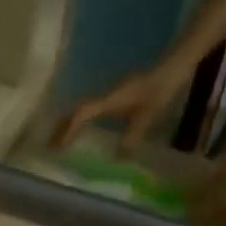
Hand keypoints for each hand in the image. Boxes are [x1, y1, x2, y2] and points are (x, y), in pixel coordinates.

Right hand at [51, 66, 186, 153]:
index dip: (68, 130)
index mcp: (110, 100)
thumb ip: (132, 137)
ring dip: (70, 125)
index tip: (57, 148)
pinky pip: (93, 111)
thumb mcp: (148, 116)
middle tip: (50, 148)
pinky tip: (84, 133)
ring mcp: (111, 96)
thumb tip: (116, 159)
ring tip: (60, 142)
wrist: (174, 66)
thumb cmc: (160, 89)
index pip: (82, 114)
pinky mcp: (117, 98)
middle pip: (76, 111)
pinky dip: (82, 122)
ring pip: (83, 110)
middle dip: (62, 129)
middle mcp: (106, 97)